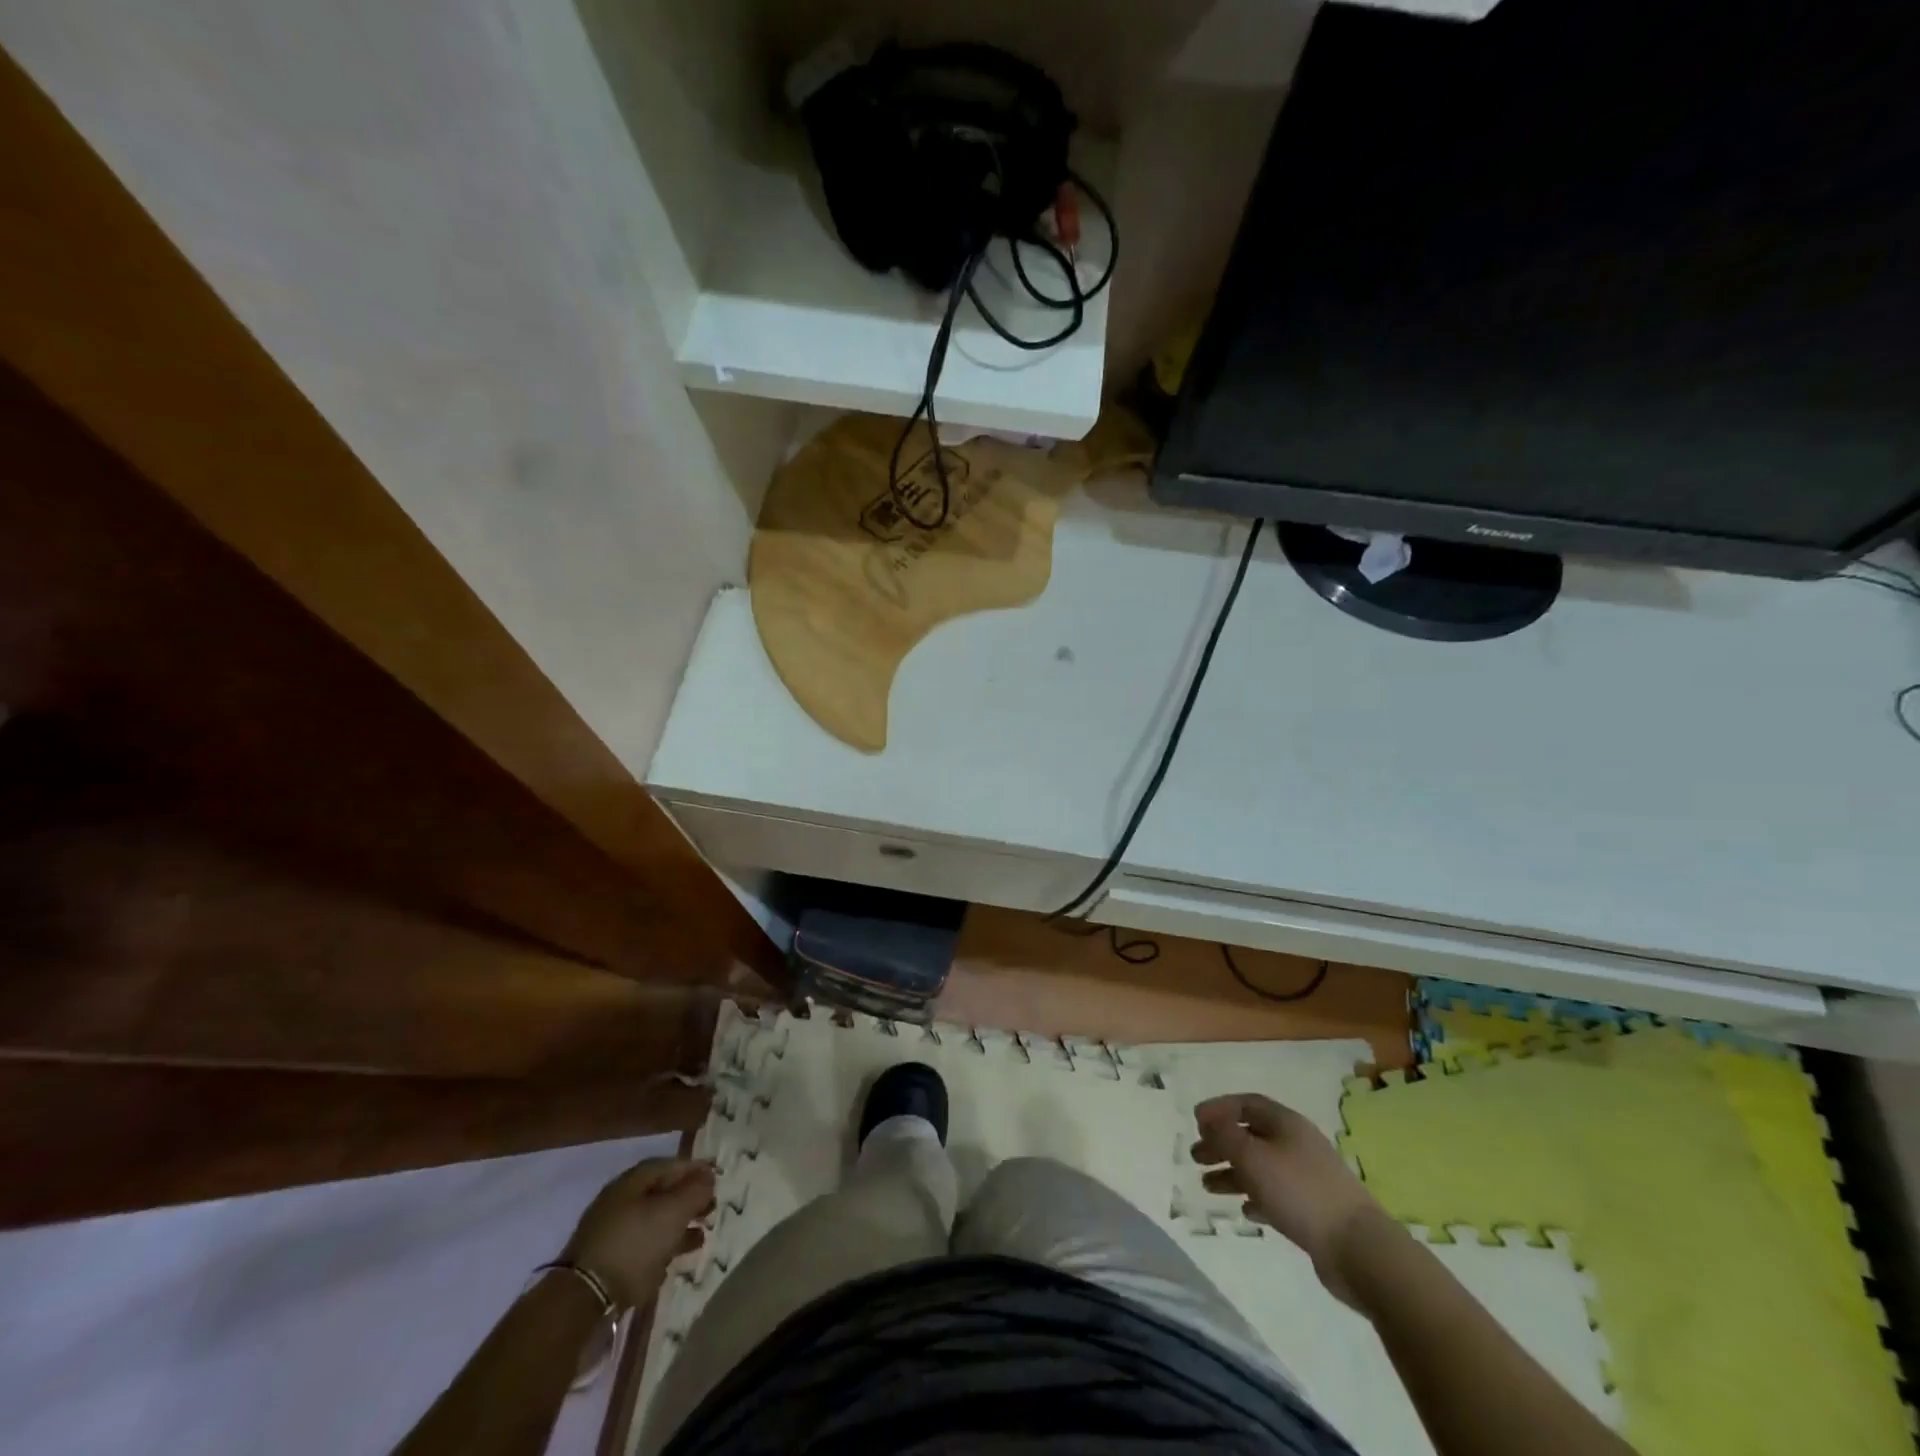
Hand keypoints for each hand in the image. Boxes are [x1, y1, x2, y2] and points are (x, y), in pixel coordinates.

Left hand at [561, 1158, 714, 1307]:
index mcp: (633, 1181)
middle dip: (689, 1199)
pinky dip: (663, 1247)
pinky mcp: (609, 1260)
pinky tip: (676, 1258)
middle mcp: (621, 1200)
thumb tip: (708, 1176)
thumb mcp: (673, 1212)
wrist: (583, 1299)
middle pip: (662, 1192)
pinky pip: (643, 1245)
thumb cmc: (634, 1244)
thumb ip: (695, 1191)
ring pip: (654, 1220)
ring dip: (679, 1225)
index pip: (670, 1165)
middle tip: (711, 1208)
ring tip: (702, 1234)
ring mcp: (612, 1231)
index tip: (716, 1179)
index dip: (695, 1169)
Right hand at [1191, 1093, 1383, 1306]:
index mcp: (1286, 1123)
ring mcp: (1307, 1177)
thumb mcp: (1253, 1157)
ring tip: (1207, 1186)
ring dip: (1232, 1172)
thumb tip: (1209, 1119)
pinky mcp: (1314, 1209)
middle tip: (1196, 1156)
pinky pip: (1276, 1194)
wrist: (1358, 1248)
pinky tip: (1244, 1210)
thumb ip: (1225, 1135)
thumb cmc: (1299, 1192)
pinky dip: (1256, 1197)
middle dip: (1221, 1143)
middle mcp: (1297, 1144)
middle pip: (1251, 1135)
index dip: (1219, 1109)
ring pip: (1261, 1166)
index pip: (1246, 1103)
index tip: (1195, 1122)